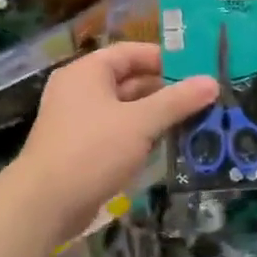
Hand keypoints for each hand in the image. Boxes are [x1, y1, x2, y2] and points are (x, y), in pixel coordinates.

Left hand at [11, 43, 216, 243]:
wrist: (45, 203)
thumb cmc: (92, 151)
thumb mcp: (140, 122)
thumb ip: (177, 101)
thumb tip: (212, 82)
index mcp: (88, 72)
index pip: (131, 52)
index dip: (165, 58)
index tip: (198, 68)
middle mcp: (81, 90)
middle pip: (130, 80)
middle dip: (166, 90)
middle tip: (204, 98)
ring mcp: (79, 121)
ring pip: (126, 109)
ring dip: (157, 115)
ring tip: (196, 120)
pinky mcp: (82, 149)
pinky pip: (119, 132)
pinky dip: (142, 135)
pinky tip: (169, 144)